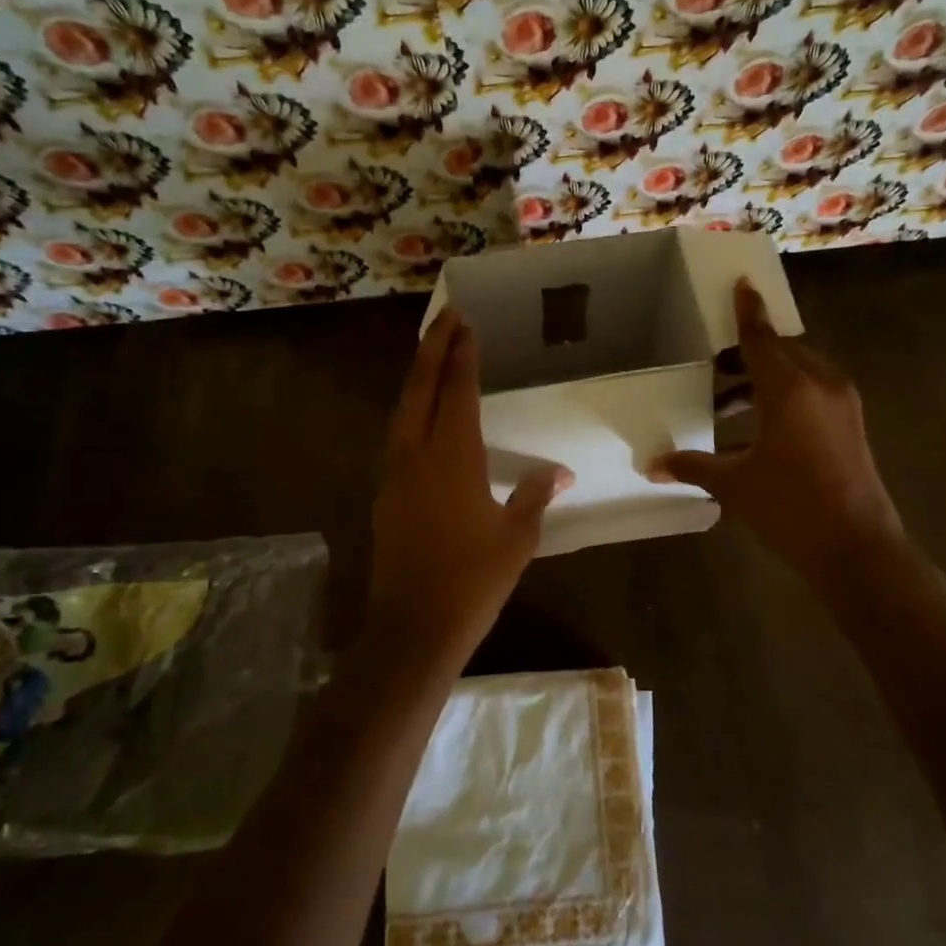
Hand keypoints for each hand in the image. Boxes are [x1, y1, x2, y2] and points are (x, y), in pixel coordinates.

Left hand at [367, 309, 570, 665]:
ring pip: (402, 410)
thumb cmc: (473, 580)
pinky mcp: (385, 494)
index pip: (457, 392)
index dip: (462, 356)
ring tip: (432, 355)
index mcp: (453, 457)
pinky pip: (397, 436)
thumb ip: (536, 497)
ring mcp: (394, 474)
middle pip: (420, 388)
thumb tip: (560, 474)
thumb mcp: (517, 538)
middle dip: (432, 349)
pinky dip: (410, 410)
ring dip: (417, 377)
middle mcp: (417, 454)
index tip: (466, 324)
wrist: (414, 627)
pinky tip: (421, 415)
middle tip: (446, 318)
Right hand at [651, 279, 903, 584]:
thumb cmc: (791, 509)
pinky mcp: (850, 424)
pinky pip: (813, 392)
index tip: (741, 284)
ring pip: (798, 372)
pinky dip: (784, 396)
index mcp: (791, 389)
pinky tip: (756, 427)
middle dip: (748, 352)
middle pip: (781, 351)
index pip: (761, 338)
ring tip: (725, 402)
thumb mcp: (735, 485)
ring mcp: (842, 404)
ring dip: (763, 379)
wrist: (858, 551)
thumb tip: (652, 465)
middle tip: (713, 364)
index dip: (747, 312)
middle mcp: (821, 385)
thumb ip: (693, 467)